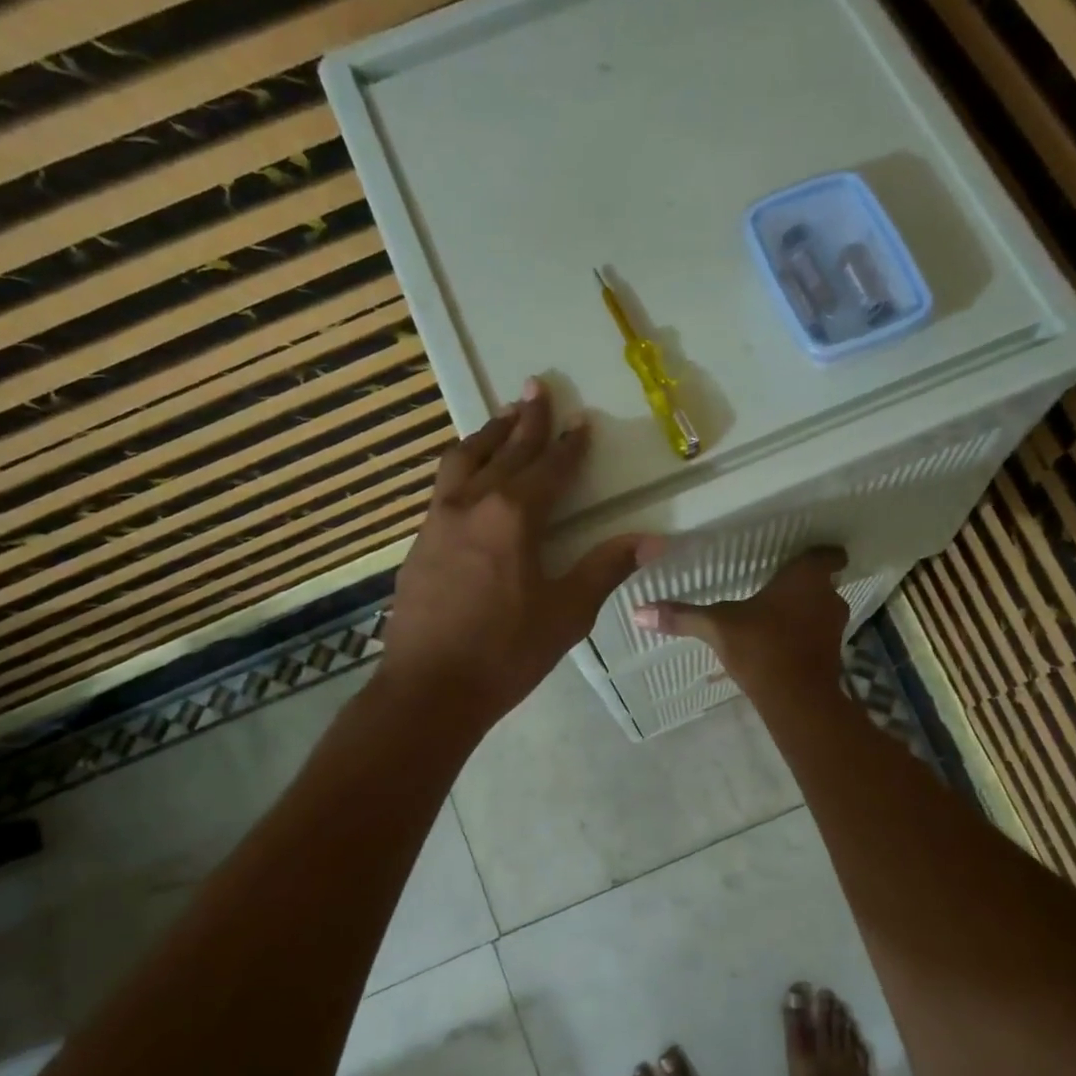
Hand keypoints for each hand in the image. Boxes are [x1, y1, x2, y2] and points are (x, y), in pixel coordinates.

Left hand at [381, 379, 662, 727]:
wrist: (429, 689)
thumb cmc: (506, 653)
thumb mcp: (567, 613)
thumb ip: (606, 569)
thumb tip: (655, 540)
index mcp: (514, 518)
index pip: (549, 469)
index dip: (569, 445)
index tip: (581, 421)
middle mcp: (473, 505)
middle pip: (504, 451)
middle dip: (525, 419)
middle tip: (536, 386)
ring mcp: (438, 521)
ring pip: (463, 460)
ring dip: (486, 435)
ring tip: (502, 416)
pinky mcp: (419, 542)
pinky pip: (443, 487)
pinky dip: (462, 466)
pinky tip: (466, 476)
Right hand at [632, 547, 849, 694]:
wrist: (798, 700)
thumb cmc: (762, 647)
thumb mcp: (717, 627)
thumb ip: (683, 616)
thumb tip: (639, 612)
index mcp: (806, 577)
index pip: (828, 554)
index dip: (819, 554)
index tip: (801, 557)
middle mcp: (827, 597)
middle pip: (821, 583)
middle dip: (802, 586)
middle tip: (774, 588)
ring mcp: (833, 628)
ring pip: (819, 612)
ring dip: (801, 614)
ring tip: (771, 618)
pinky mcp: (832, 656)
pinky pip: (814, 639)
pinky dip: (800, 640)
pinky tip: (775, 648)